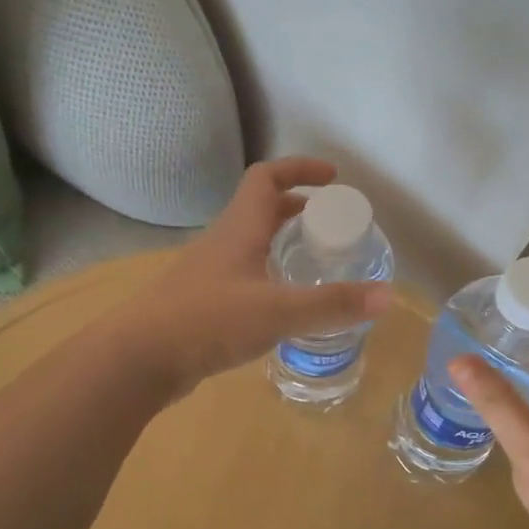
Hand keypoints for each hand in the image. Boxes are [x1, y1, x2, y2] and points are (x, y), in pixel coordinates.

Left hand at [115, 157, 390, 400]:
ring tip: (314, 266)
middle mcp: (222, 243)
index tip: (334, 178)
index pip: (267, 177)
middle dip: (298, 209)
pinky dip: (268, 277)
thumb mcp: (277, 311)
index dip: (300, 169)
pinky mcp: (202, 303)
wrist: (139, 358)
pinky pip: (242, 276)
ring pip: (250, 244)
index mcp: (239, 229)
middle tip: (331, 227)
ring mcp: (208, 274)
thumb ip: (332, 304)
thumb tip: (389, 295)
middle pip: (261, 209)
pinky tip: (282, 307)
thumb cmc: (207, 321)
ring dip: (282, 245)